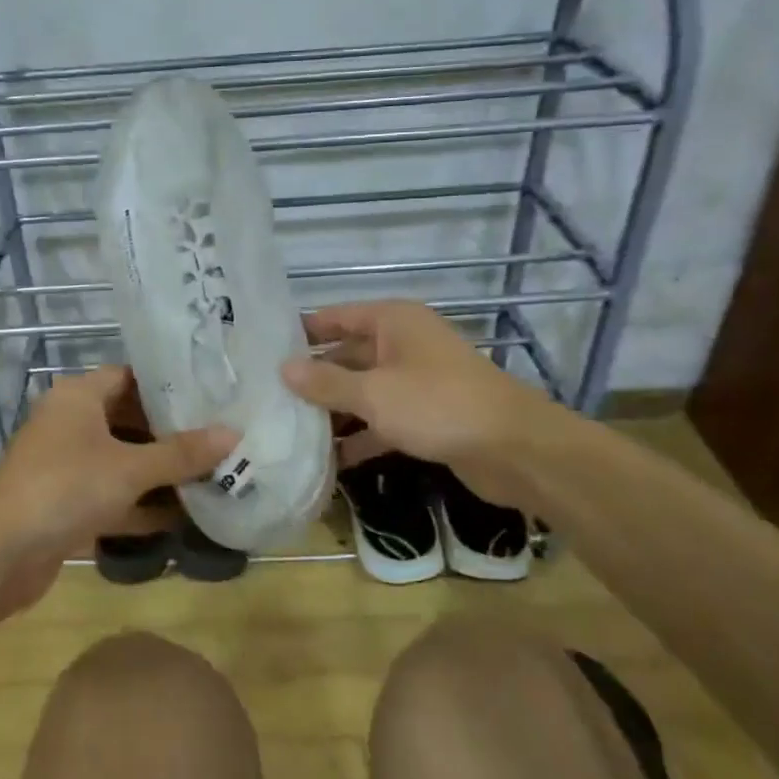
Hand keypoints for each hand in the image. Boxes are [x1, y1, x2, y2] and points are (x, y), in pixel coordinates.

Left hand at [0, 367, 235, 613]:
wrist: (1, 554)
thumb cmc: (67, 489)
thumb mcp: (130, 468)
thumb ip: (181, 453)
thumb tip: (233, 433)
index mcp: (78, 398)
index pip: (129, 376)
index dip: (168, 385)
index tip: (209, 395)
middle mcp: (70, 424)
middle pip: (128, 419)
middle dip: (171, 433)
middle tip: (219, 436)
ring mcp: (66, 465)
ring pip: (122, 461)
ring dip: (159, 473)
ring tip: (212, 474)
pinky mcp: (66, 503)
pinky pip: (112, 495)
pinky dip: (141, 504)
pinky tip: (182, 517)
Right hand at [281, 300, 560, 508]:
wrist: (514, 449)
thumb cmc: (438, 405)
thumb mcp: (374, 393)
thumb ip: (326, 382)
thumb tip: (283, 368)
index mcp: (393, 322)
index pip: (336, 317)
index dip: (301, 331)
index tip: (263, 349)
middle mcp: (403, 345)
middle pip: (347, 356)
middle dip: (313, 378)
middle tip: (268, 397)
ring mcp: (416, 382)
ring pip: (363, 392)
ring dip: (333, 411)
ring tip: (288, 430)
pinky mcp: (426, 417)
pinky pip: (382, 420)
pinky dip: (360, 437)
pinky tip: (329, 460)